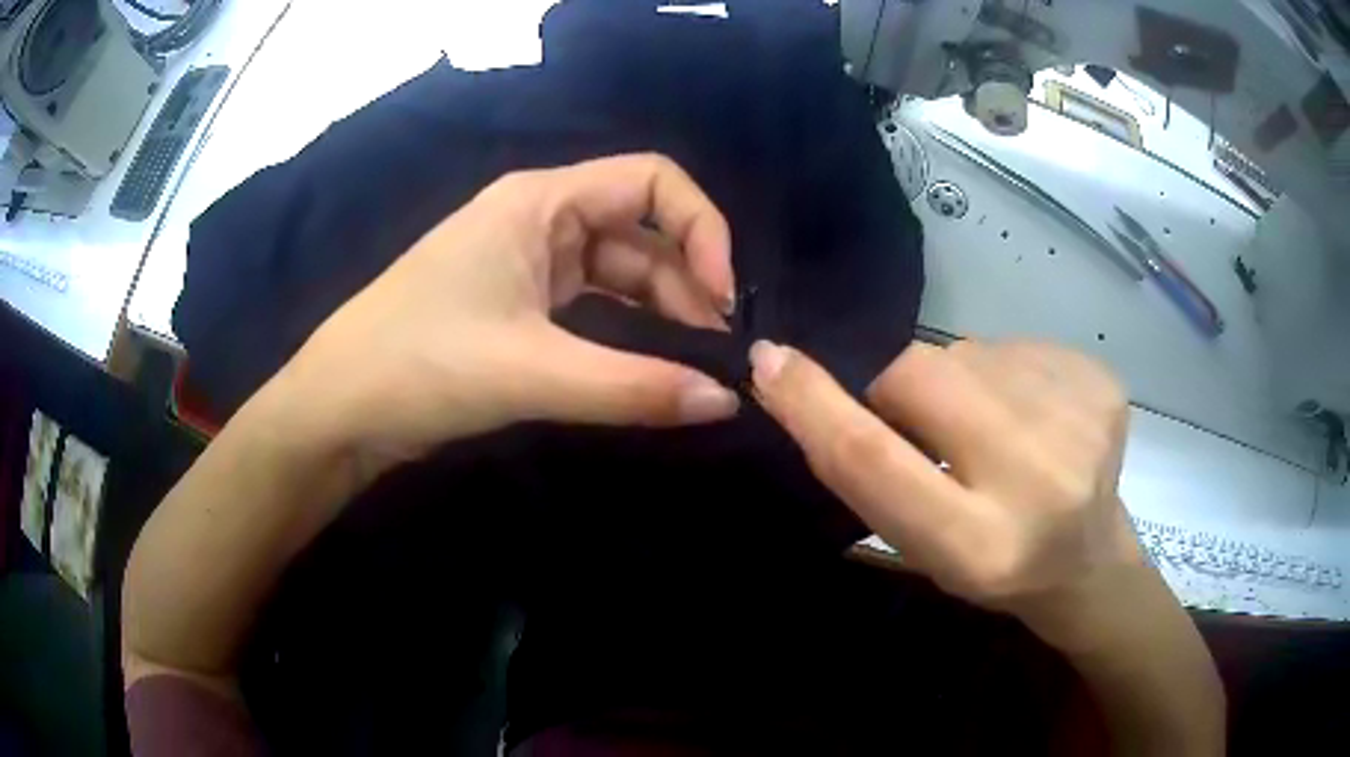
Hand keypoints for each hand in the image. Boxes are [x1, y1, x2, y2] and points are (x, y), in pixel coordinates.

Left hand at [270, 154, 741, 468]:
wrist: (338, 408)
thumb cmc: (419, 365)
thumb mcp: (531, 373)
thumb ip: (634, 387)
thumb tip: (726, 401)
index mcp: (539, 201)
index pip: (652, 181)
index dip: (701, 228)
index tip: (723, 297)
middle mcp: (538, 219)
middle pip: (640, 230)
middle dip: (686, 281)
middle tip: (716, 350)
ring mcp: (525, 263)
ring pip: (616, 272)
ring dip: (659, 311)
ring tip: (693, 366)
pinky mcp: (515, 306)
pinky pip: (589, 306)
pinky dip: (625, 332)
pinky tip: (647, 367)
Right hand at [748, 339, 1143, 639]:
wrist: (1087, 561)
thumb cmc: (994, 567)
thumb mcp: (922, 545)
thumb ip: (872, 471)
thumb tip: (805, 375)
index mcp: (980, 546)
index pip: (874, 459)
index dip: (812, 404)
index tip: (770, 359)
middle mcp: (1037, 480)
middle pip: (920, 376)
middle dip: (896, 383)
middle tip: (919, 418)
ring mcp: (1080, 421)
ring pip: (967, 352)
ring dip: (958, 381)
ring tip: (992, 428)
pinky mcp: (1101, 384)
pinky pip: (1015, 345)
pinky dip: (1005, 372)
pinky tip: (1033, 416)